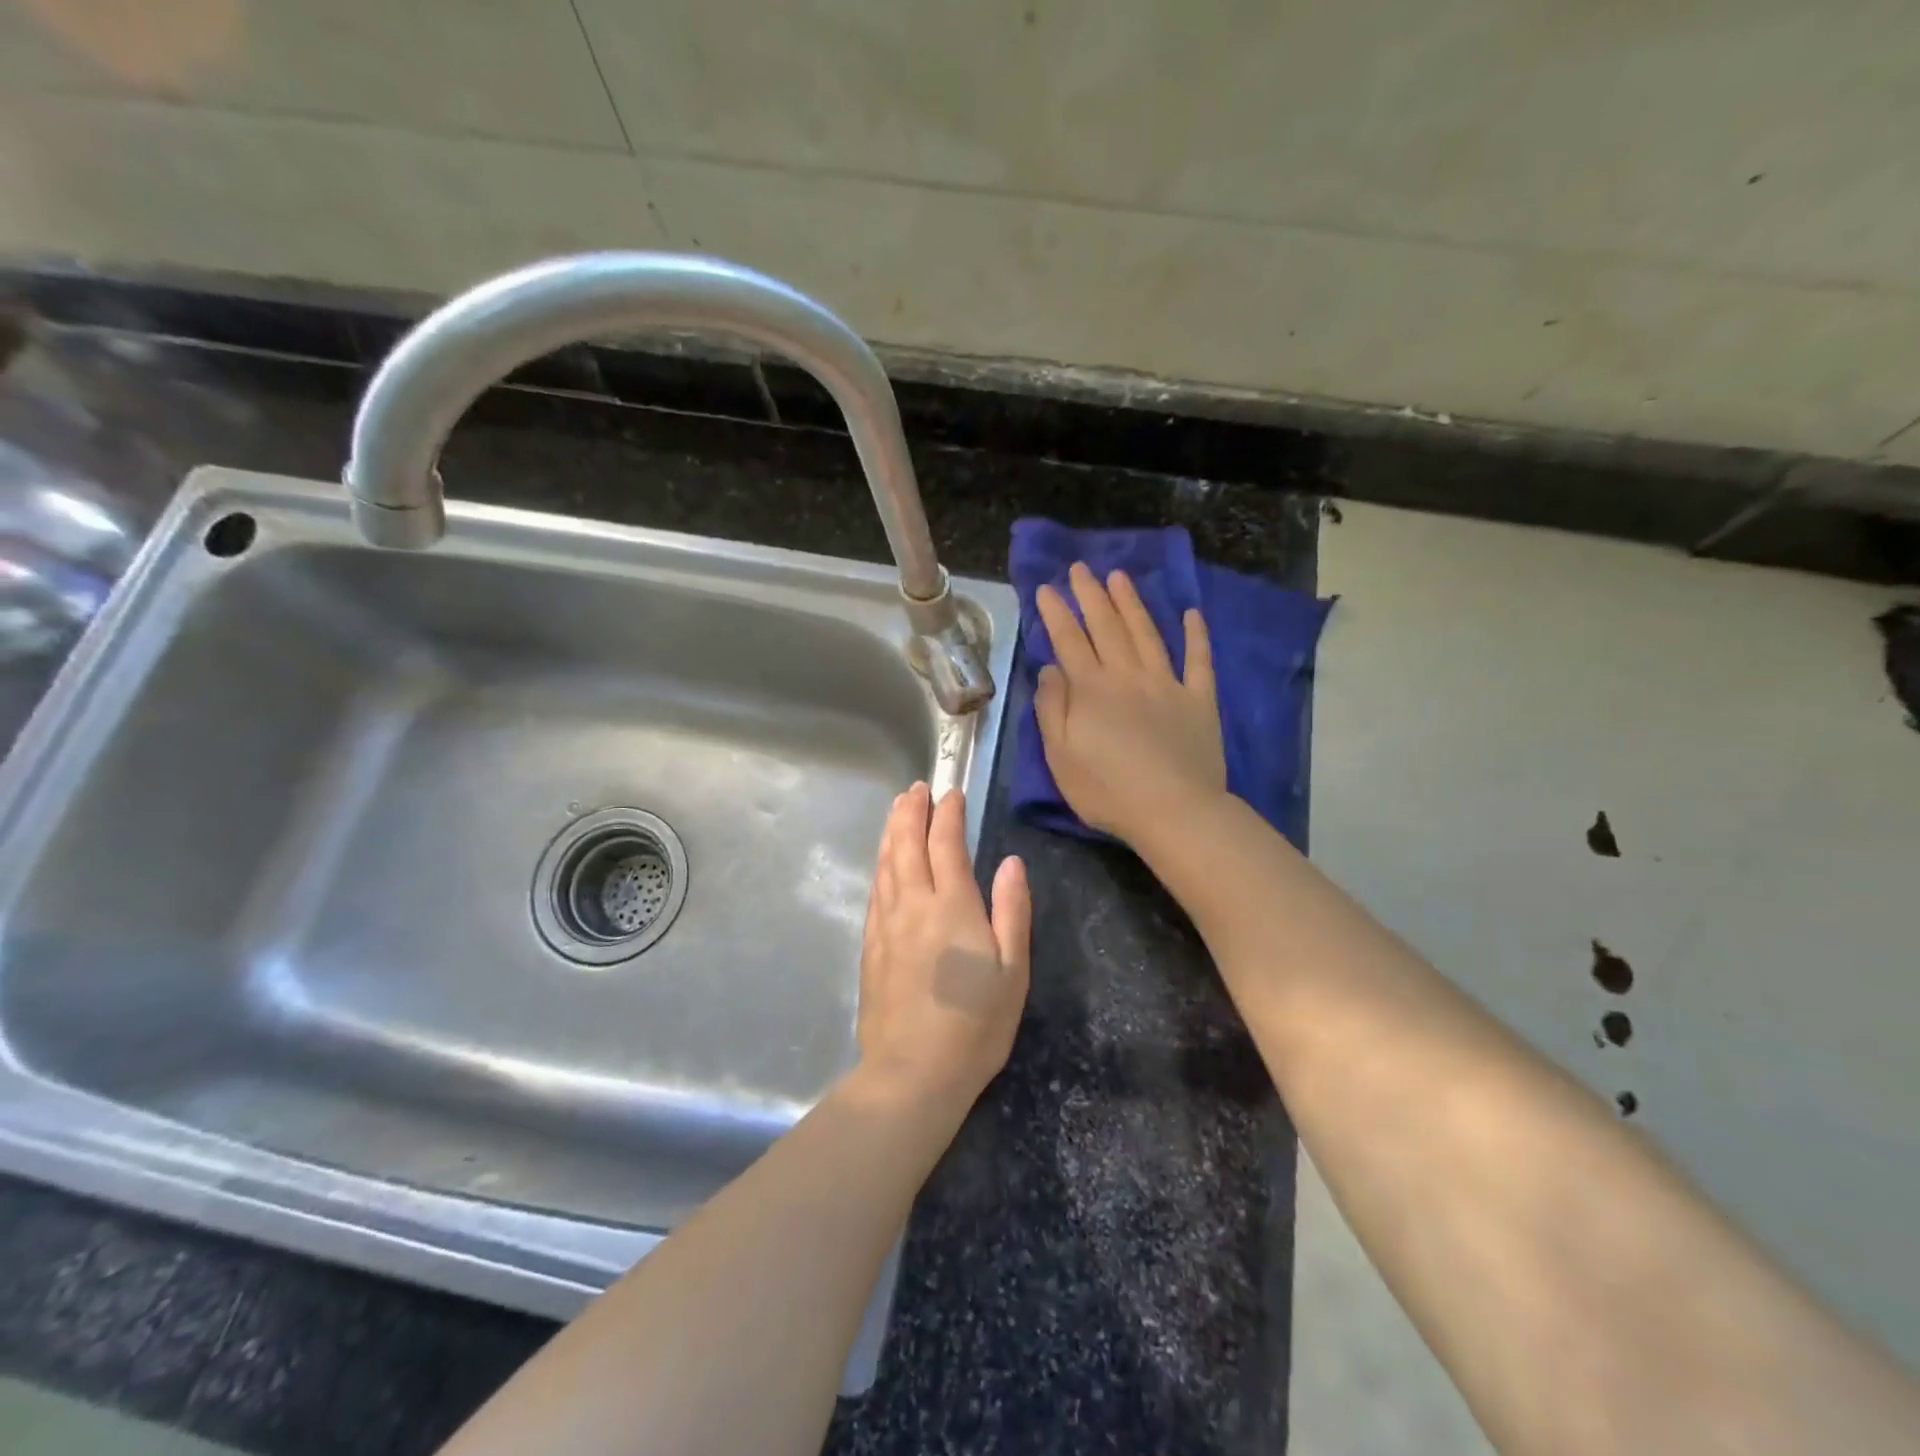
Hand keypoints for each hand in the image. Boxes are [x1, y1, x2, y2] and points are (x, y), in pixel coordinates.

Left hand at [855, 783, 1029, 1109]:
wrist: (912, 1072)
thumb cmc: (975, 1024)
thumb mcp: (1013, 970)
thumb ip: (1012, 910)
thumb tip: (1011, 862)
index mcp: (952, 906)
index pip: (946, 844)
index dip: (948, 814)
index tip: (951, 793)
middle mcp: (913, 904)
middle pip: (906, 844)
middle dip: (911, 811)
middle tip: (916, 789)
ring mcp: (886, 924)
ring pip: (885, 863)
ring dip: (891, 831)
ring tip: (897, 809)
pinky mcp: (870, 946)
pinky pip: (875, 890)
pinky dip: (880, 865)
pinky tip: (883, 862)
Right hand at [1034, 562, 1227, 846]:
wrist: (1175, 811)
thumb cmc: (1107, 791)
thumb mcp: (1060, 757)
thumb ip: (1052, 709)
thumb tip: (1050, 669)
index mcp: (1091, 690)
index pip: (1069, 641)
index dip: (1055, 613)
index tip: (1045, 588)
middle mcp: (1128, 676)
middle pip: (1106, 627)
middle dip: (1091, 595)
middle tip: (1080, 568)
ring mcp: (1167, 684)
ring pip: (1147, 633)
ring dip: (1131, 603)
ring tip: (1119, 577)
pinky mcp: (1199, 700)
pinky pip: (1198, 660)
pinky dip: (1196, 636)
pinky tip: (1192, 614)